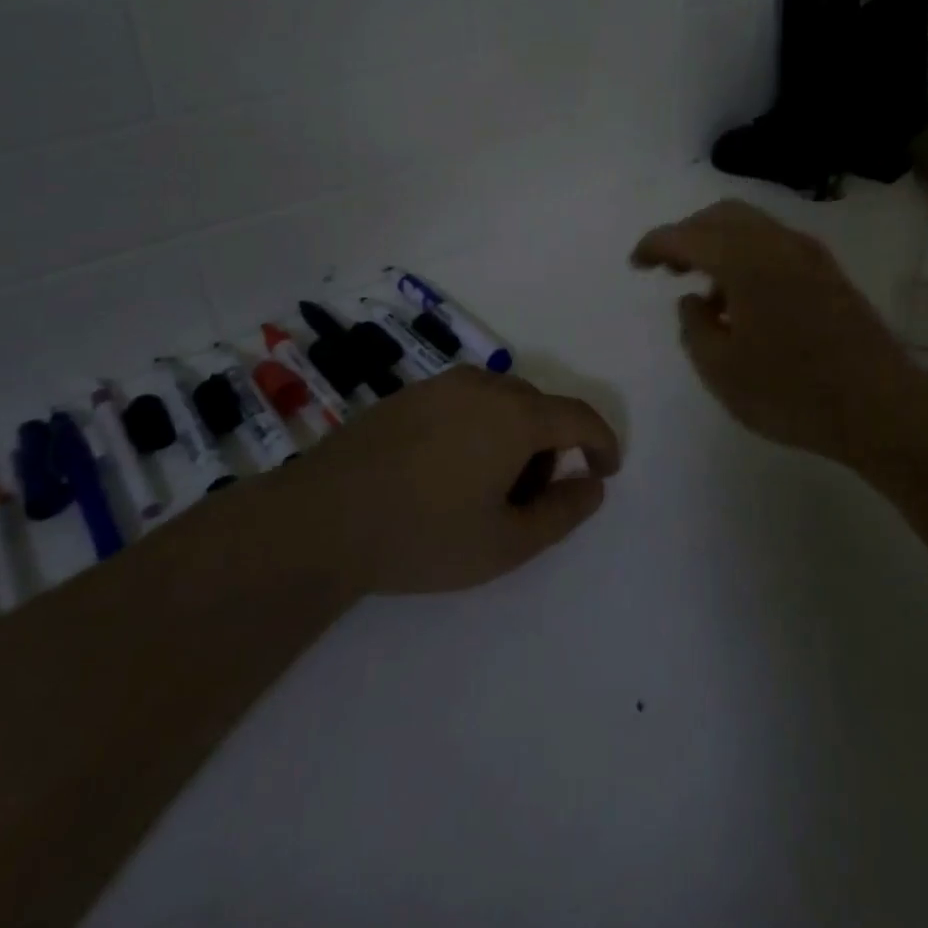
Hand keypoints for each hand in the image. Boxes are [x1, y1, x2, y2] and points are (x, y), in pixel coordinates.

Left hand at [308, 367, 619, 594]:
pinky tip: (446, 471)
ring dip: (514, 436)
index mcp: (516, 415)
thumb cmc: (424, 535)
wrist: (321, 519)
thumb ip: (563, 513)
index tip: (606, 471)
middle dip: (551, 448)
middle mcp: (484, 386)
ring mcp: (441, 385)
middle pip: (540, 408)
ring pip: (502, 402)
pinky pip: (465, 401)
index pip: (579, 417)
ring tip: (486, 488)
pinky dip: (480, 427)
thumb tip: (593, 485)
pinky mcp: (409, 394)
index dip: (602, 442)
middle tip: (531, 499)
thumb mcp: (506, 543)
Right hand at [631, 199, 927, 464]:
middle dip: (688, 234)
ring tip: (706, 292)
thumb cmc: (791, 391)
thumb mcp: (722, 370)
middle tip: (668, 267)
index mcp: (745, 260)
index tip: (636, 263)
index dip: (655, 244)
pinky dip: (747, 256)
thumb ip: (694, 328)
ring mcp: (809, 254)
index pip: (688, 235)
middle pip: (722, 216)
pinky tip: (744, 300)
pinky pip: (775, 245)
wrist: (880, 406)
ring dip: (719, 244)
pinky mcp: (828, 272)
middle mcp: (777, 243)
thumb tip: (692, 300)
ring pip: (752, 226)